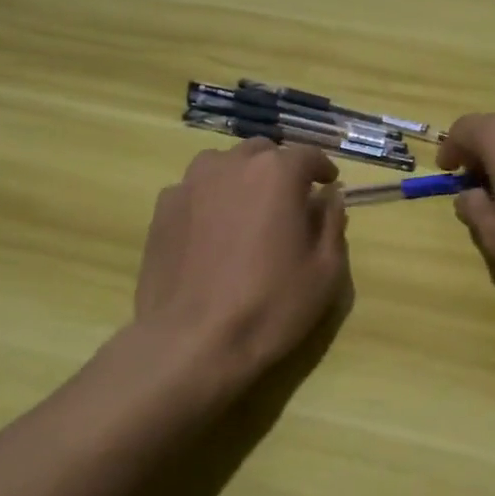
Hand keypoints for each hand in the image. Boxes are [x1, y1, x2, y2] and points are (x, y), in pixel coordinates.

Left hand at [131, 139, 348, 390]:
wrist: (191, 342)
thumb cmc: (270, 305)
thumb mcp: (325, 270)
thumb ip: (332, 223)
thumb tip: (329, 198)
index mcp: (276, 173)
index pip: (306, 154)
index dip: (322, 168)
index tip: (329, 185)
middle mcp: (231, 165)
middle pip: (262, 153)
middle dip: (280, 170)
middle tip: (290, 201)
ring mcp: (190, 184)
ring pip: (224, 165)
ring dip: (243, 178)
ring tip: (249, 212)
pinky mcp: (162, 209)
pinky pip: (195, 190)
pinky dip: (211, 199)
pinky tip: (214, 233)